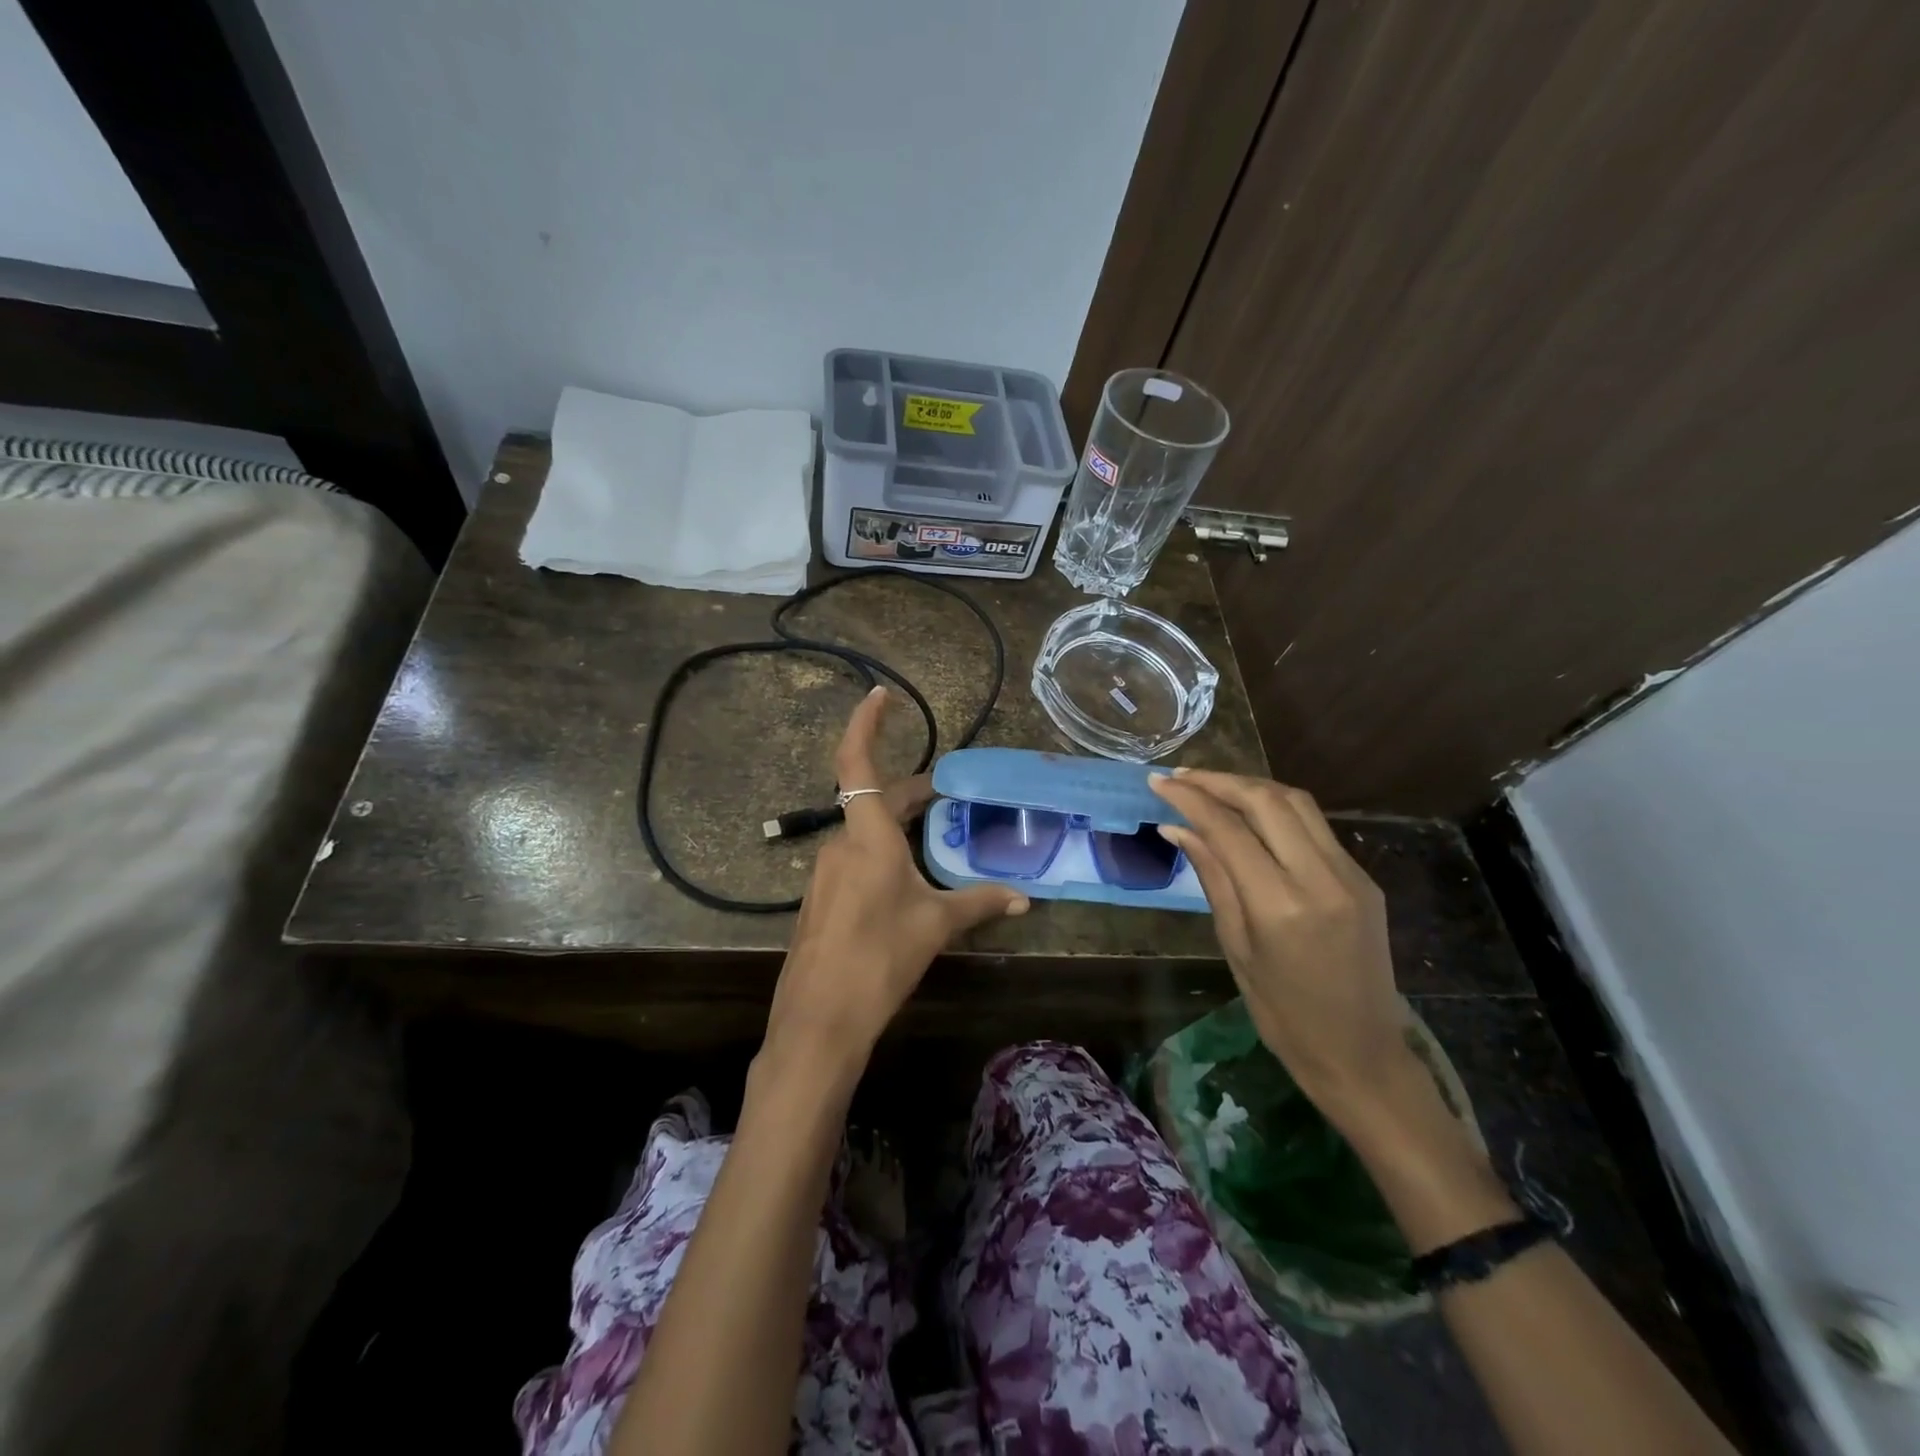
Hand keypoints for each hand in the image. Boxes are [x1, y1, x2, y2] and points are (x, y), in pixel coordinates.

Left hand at [765, 688, 1029, 1067]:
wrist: (820, 1019)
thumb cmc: (881, 958)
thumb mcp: (936, 926)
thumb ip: (979, 903)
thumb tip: (1024, 900)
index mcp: (867, 836)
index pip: (857, 762)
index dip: (866, 723)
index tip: (880, 693)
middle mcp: (840, 844)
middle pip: (873, 799)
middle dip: (909, 791)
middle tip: (946, 791)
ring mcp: (825, 872)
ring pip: (864, 831)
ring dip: (896, 824)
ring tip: (933, 835)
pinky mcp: (820, 899)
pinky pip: (854, 859)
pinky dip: (882, 853)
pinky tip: (905, 879)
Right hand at [1149, 769, 1414, 1128]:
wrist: (1361, 1053)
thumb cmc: (1282, 1014)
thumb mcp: (1236, 946)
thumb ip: (1212, 877)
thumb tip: (1177, 827)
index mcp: (1281, 905)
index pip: (1229, 829)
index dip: (1190, 799)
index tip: (1158, 782)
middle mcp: (1321, 878)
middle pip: (1267, 800)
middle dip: (1219, 780)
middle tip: (1180, 777)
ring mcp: (1350, 874)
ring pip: (1297, 803)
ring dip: (1250, 786)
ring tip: (1211, 786)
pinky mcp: (1364, 878)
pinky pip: (1315, 826)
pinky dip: (1276, 808)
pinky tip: (1250, 814)